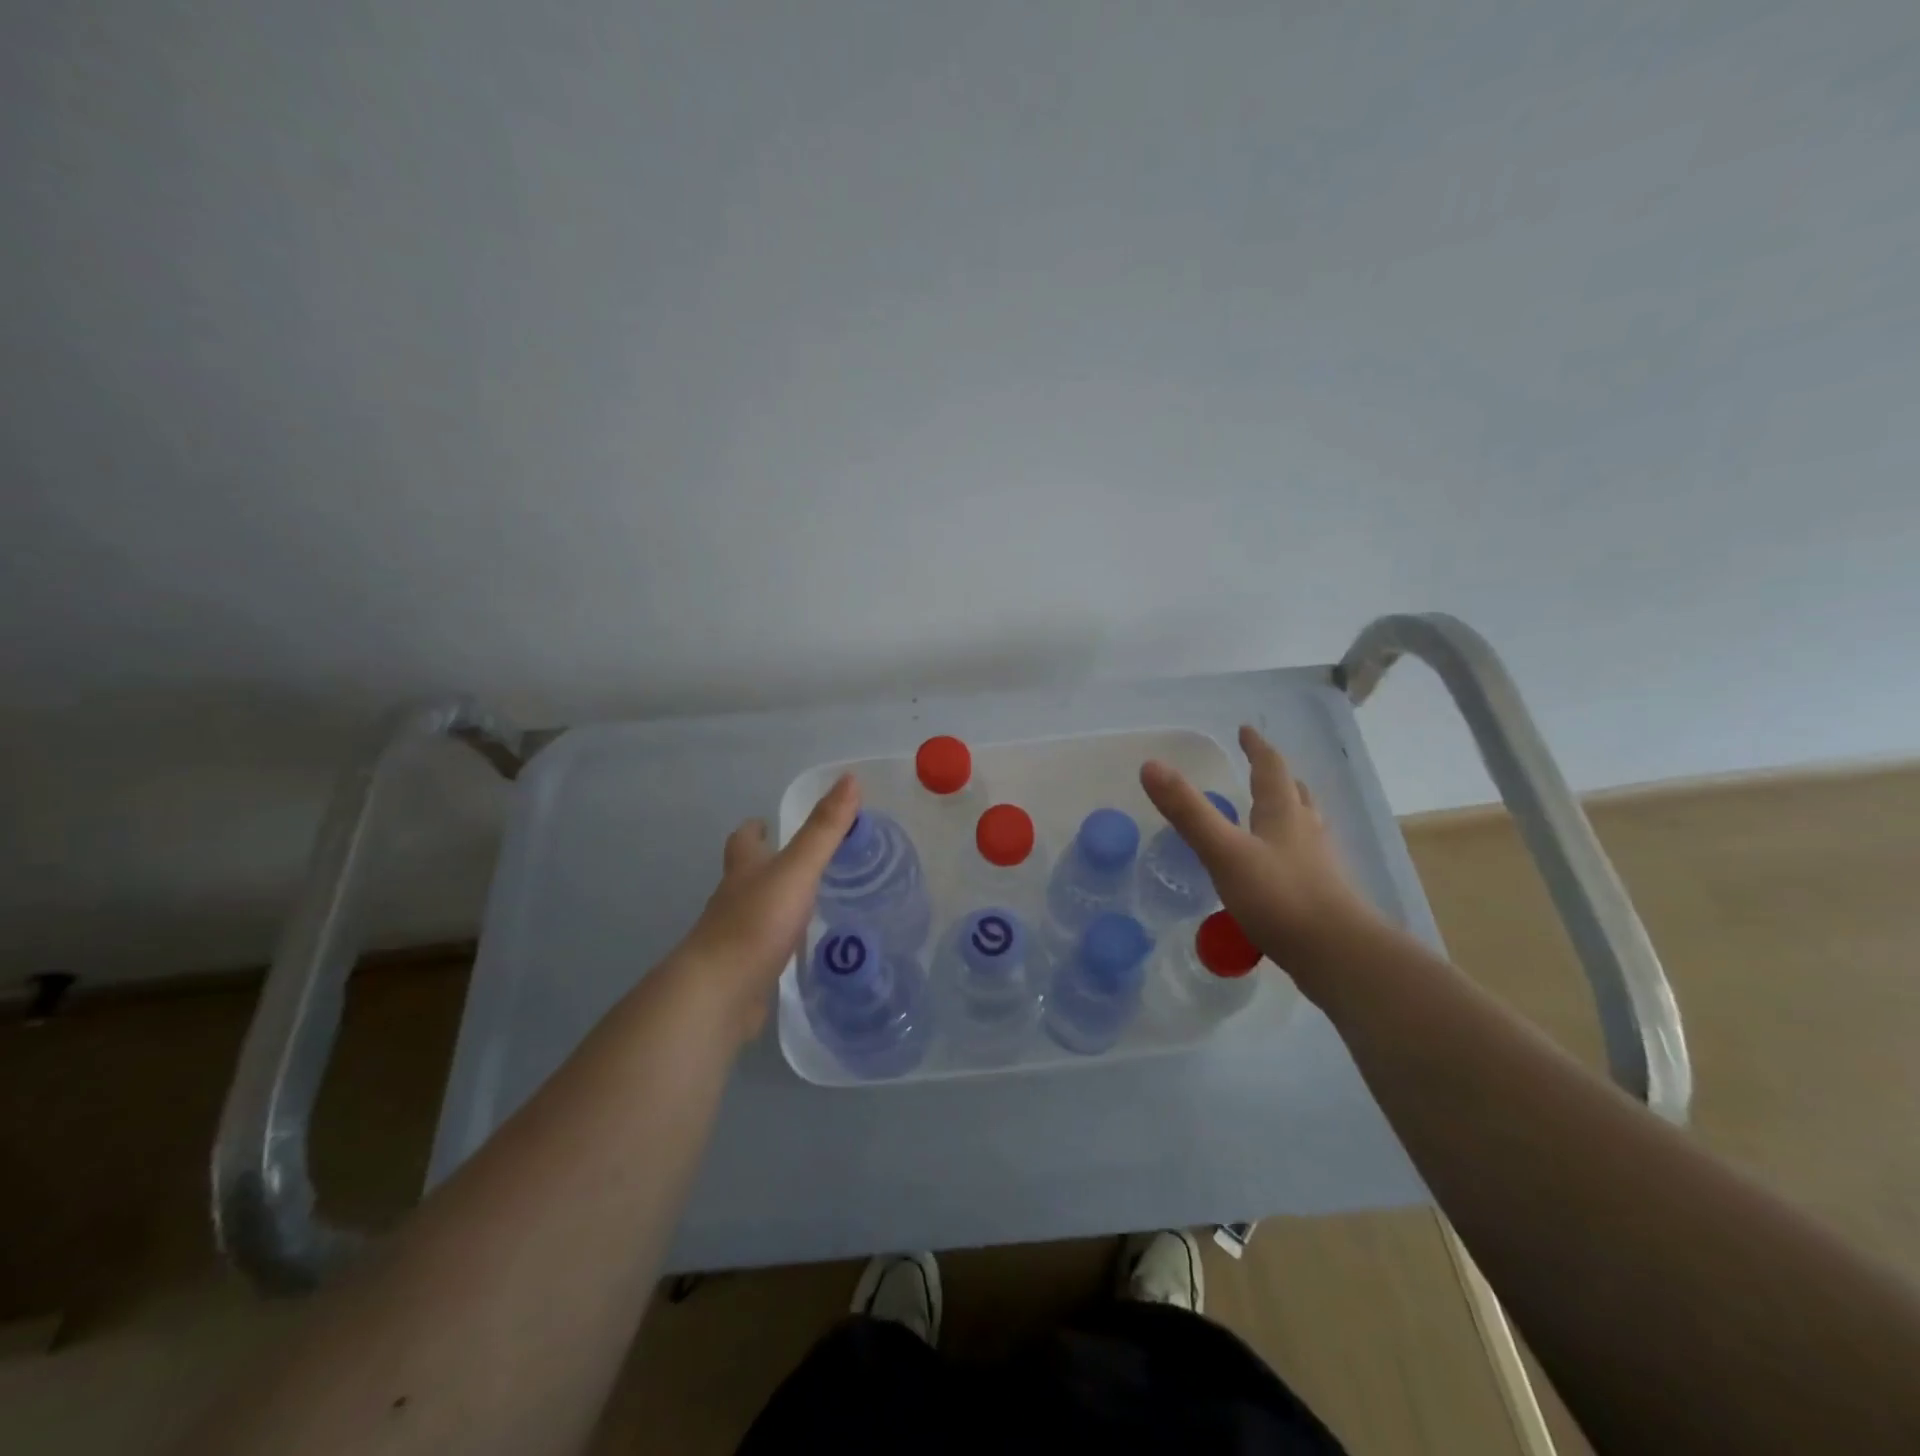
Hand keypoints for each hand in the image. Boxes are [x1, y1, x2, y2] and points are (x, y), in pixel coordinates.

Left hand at [671, 774, 860, 1040]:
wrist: (719, 994)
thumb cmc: (756, 923)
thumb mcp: (797, 869)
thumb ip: (824, 829)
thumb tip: (849, 779)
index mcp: (744, 871)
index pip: (744, 841)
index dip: (755, 830)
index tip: (767, 823)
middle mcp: (733, 900)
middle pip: (746, 876)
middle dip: (767, 867)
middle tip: (803, 864)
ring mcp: (735, 939)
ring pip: (755, 913)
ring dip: (777, 905)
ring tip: (810, 905)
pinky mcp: (743, 973)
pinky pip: (763, 950)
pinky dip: (779, 944)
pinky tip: (801, 951)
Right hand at [1140, 725, 1383, 985]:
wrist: (1338, 955)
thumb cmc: (1279, 896)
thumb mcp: (1224, 851)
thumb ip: (1188, 811)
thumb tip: (1150, 765)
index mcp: (1284, 813)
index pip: (1271, 768)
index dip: (1257, 748)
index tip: (1246, 730)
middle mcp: (1306, 832)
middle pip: (1295, 794)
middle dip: (1277, 778)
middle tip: (1262, 768)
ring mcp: (1319, 865)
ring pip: (1305, 826)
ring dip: (1289, 811)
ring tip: (1274, 812)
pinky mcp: (1322, 896)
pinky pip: (1305, 860)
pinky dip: (1289, 850)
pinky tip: (1278, 868)